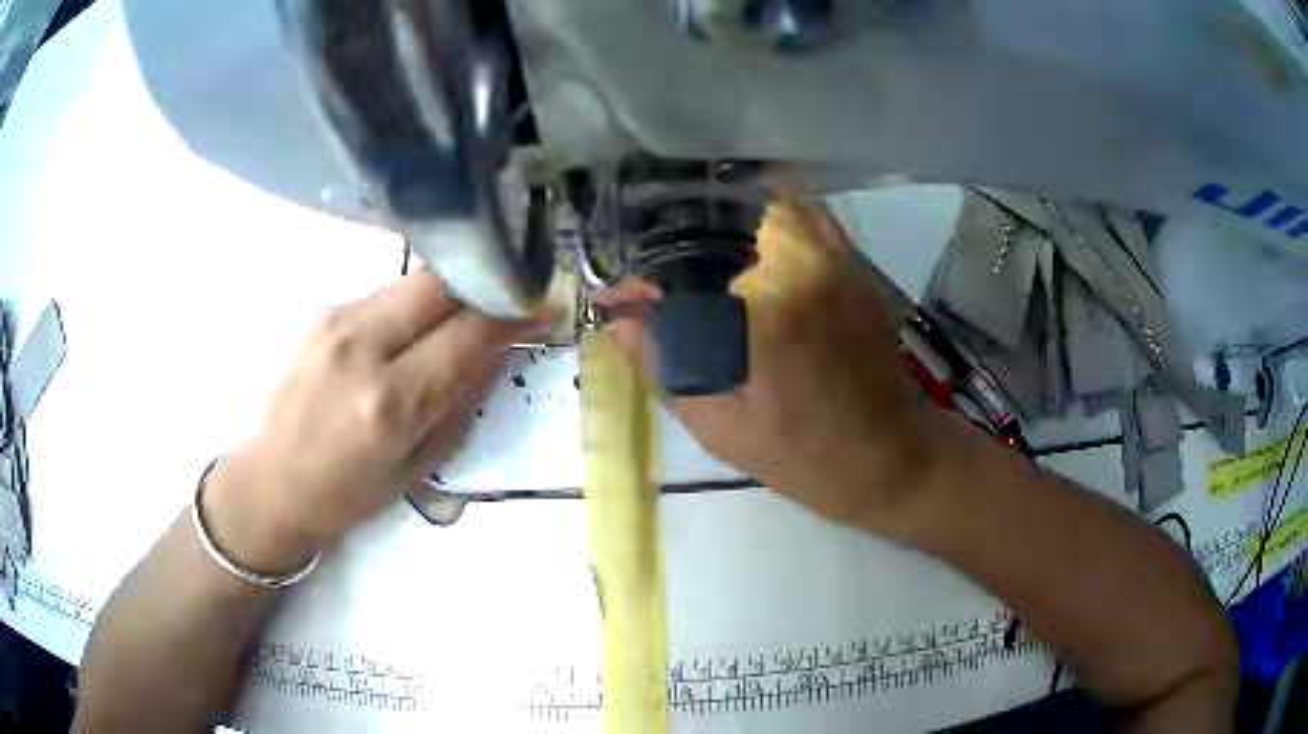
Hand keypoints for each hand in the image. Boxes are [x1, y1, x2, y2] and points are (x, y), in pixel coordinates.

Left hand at [204, 271, 534, 571]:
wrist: (270, 482)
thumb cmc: (346, 495)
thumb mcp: (418, 468)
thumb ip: (461, 404)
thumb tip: (495, 353)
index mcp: (389, 403)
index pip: (468, 335)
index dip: (512, 316)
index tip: (542, 307)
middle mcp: (361, 347)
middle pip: (440, 283)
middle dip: (484, 282)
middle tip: (510, 295)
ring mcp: (336, 321)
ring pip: (413, 282)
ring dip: (449, 294)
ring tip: (464, 315)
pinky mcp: (323, 313)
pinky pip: (385, 295)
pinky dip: (413, 306)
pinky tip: (414, 330)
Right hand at [607, 201, 938, 531]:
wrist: (890, 455)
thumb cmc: (804, 456)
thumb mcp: (721, 427)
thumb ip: (663, 366)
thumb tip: (616, 322)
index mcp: (765, 309)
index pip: (680, 266)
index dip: (639, 277)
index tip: (619, 295)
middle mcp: (801, 263)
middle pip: (717, 219)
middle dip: (671, 239)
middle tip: (651, 274)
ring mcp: (833, 254)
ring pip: (759, 204)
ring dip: (718, 221)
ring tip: (689, 252)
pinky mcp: (852, 259)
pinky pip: (801, 213)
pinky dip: (765, 216)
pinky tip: (744, 244)